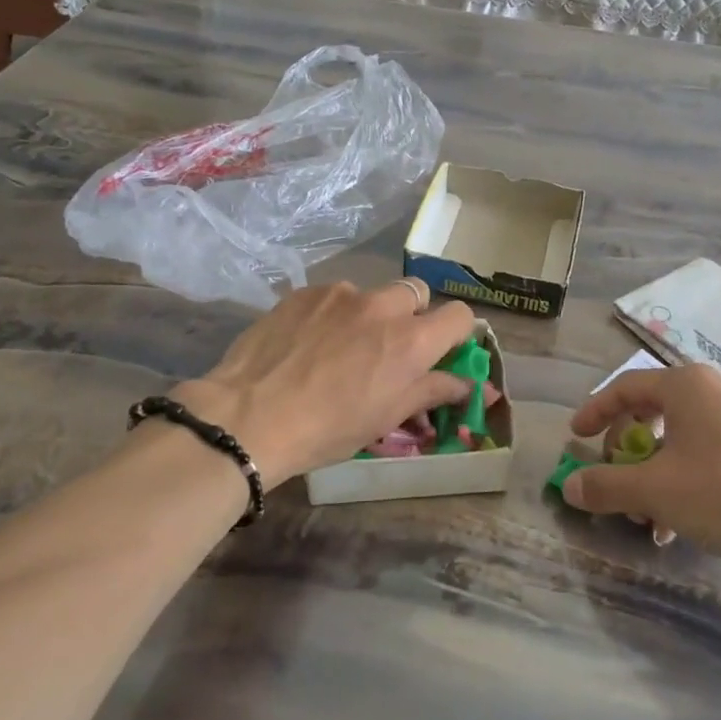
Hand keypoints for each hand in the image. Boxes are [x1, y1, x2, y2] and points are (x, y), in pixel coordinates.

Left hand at [170, 279, 476, 483]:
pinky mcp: (305, 292)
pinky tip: (309, 341)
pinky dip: (333, 314)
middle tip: (390, 347)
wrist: (249, 416)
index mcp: (411, 340)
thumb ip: (433, 391)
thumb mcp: (388, 416)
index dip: (456, 333)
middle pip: (417, 292)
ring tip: (341, 346)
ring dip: (370, 314)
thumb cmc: (328, 427)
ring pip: (372, 293)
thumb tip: (470, 384)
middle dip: (412, 314)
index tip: (441, 351)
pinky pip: (333, 296)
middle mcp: (382, 305)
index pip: (459, 315)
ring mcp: (340, 294)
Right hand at [565, 364, 720, 567]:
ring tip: (645, 517)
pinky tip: (677, 525)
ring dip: (651, 475)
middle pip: (649, 412)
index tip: (576, 438)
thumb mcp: (655, 491)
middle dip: (626, 452)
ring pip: (676, 440)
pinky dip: (680, 482)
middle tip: (614, 479)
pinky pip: (702, 454)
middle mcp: (710, 391)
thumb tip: (569, 486)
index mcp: (685, 385)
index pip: (624, 387)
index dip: (594, 412)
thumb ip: (605, 485)